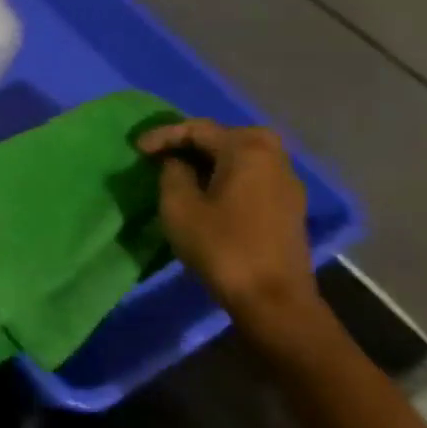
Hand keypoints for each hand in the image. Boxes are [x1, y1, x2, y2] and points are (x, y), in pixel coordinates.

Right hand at [136, 120, 325, 349]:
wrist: (273, 298)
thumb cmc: (221, 246)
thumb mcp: (179, 206)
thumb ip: (172, 173)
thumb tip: (176, 162)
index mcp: (246, 150)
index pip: (198, 129)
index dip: (163, 135)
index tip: (137, 150)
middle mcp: (273, 157)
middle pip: (227, 135)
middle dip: (192, 142)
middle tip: (163, 155)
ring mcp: (287, 182)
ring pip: (243, 155)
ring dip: (211, 158)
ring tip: (182, 172)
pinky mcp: (289, 205)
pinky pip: (253, 175)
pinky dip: (228, 174)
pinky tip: (210, 191)